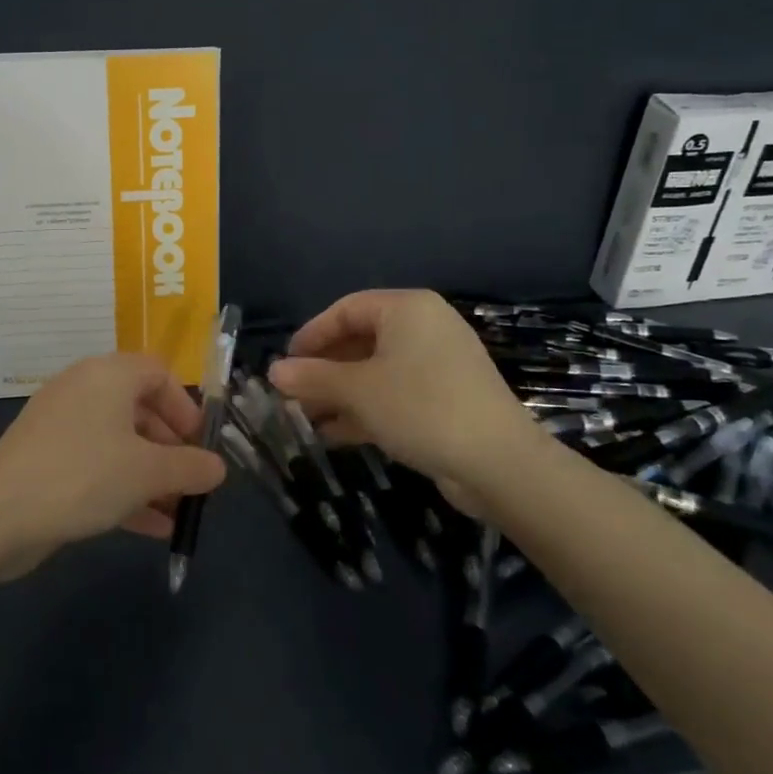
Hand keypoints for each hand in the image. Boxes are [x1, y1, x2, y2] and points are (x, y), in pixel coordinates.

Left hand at [0, 354, 225, 578]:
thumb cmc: (82, 476)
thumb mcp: (148, 472)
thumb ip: (190, 467)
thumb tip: (218, 468)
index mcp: (108, 375)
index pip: (158, 374)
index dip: (185, 408)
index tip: (200, 446)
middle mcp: (84, 390)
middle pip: (140, 410)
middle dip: (171, 449)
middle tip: (190, 483)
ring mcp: (61, 426)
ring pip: (119, 443)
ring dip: (151, 475)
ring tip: (177, 512)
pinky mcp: (47, 459)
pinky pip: (97, 466)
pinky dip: (124, 489)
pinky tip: (152, 528)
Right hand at [267, 290, 546, 509]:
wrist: (499, 464)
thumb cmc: (421, 408)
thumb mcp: (358, 391)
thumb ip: (312, 378)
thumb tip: (273, 372)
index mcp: (407, 309)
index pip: (345, 310)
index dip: (310, 335)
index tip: (285, 364)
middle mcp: (423, 328)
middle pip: (360, 341)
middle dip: (323, 370)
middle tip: (292, 395)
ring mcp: (437, 365)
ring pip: (375, 371)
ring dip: (339, 394)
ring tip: (305, 418)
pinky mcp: (444, 399)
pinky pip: (394, 394)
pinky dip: (364, 409)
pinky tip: (333, 434)